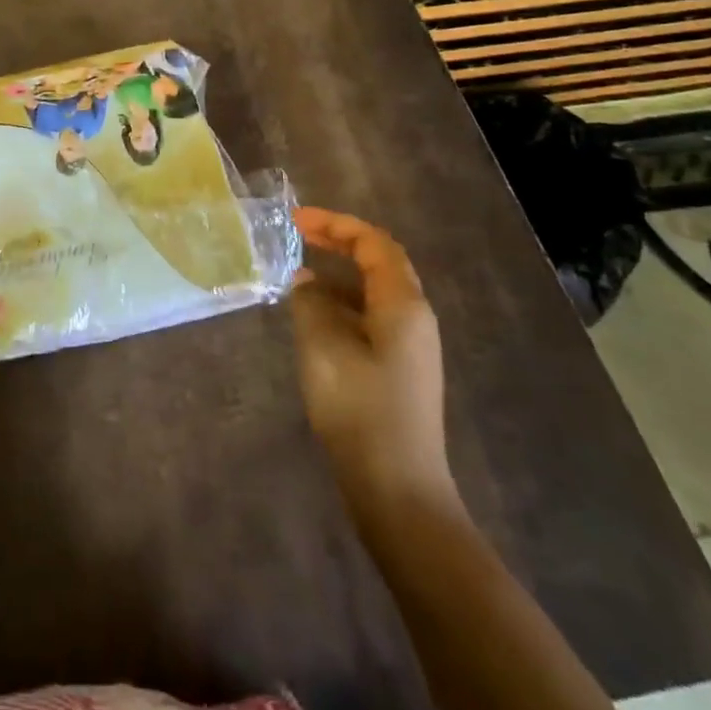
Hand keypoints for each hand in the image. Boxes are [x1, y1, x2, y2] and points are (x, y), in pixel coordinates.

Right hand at [288, 207, 456, 515]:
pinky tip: (313, 319)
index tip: (296, 220)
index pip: (374, 242)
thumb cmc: (360, 408)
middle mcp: (414, 318)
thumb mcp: (322, 345)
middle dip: (338, 242)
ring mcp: (410, 347)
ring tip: (297, 276)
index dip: (335, 223)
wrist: (398, 489)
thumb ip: (310, 302)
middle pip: (379, 262)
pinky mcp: (399, 370)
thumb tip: (306, 281)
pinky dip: (341, 305)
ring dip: (338, 275)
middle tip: (298, 234)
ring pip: (373, 292)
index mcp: (403, 304)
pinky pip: (370, 318)